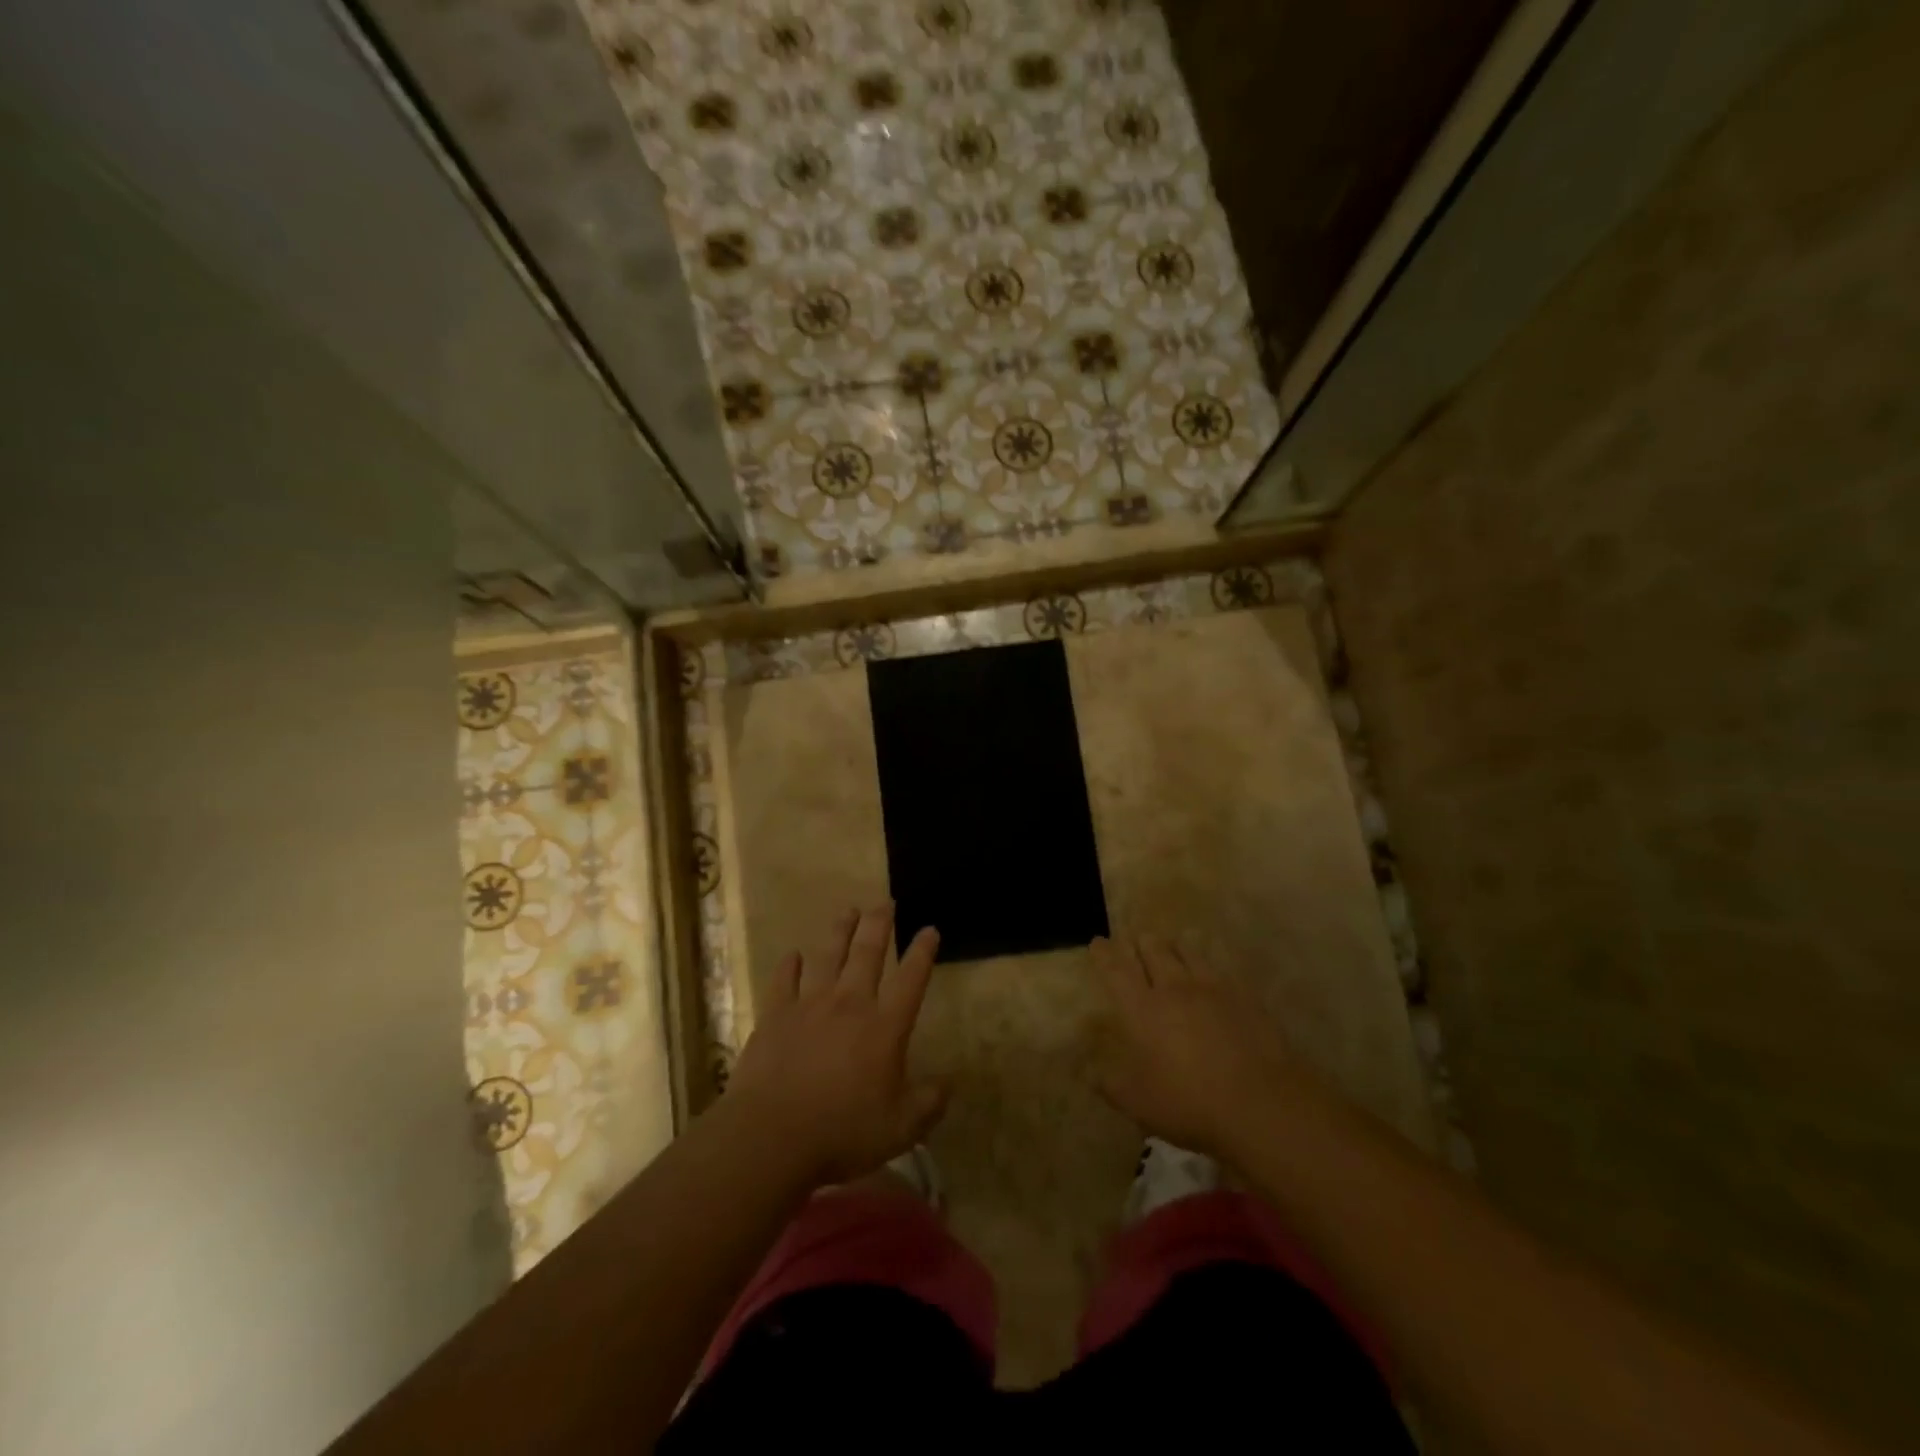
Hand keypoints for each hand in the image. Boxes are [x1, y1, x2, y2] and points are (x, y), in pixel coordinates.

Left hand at [725, 904, 947, 1187]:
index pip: (911, 979)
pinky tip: (794, 955)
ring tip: (848, 910)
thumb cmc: (843, 1132)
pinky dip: (790, 965)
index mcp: (885, 1026)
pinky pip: (784, 981)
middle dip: (879, 924)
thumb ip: (928, 1104)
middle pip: (868, 953)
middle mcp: (850, 1004)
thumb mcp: (901, 1128)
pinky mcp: (775, 1016)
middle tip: (885, 903)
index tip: (929, 929)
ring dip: (840, 931)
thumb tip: (948, 1084)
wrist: (772, 1136)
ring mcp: (810, 1005)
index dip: (922, 952)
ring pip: (828, 956)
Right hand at [1090, 934, 1297, 1157]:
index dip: (1105, 954)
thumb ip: (1107, 1082)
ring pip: (1187, 952)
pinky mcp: (1243, 996)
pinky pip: (1219, 969)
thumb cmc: (1188, 1102)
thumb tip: (1085, 1069)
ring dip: (1173, 946)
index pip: (1116, 970)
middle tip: (1135, 939)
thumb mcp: (1136, 1102)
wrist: (1260, 1103)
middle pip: (1153, 951)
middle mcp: (1173, 988)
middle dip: (1140, 942)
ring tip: (1170, 945)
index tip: (1098, 941)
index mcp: (1142, 1008)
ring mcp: (1212, 989)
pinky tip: (1210, 972)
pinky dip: (1207, 964)